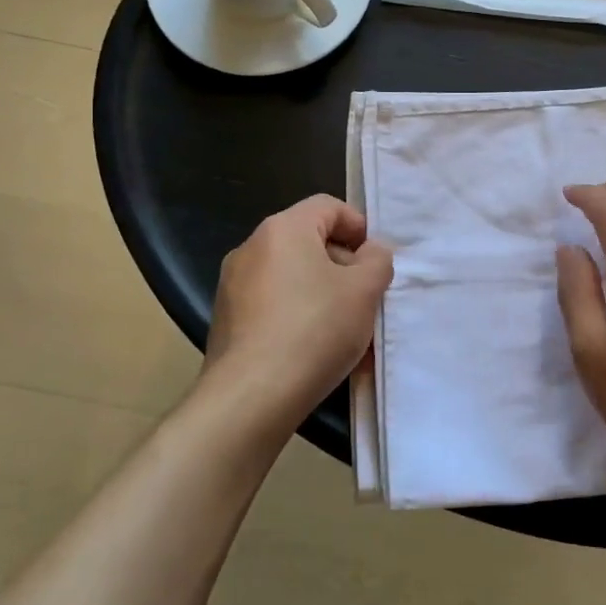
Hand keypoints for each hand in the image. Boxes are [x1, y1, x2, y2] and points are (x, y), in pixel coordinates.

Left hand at [204, 196, 392, 430]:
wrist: (250, 398)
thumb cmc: (314, 330)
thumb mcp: (364, 290)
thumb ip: (377, 260)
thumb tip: (370, 253)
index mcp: (283, 229)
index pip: (328, 206)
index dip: (359, 226)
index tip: (376, 261)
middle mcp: (251, 248)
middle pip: (310, 242)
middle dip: (344, 267)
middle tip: (368, 298)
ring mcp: (233, 286)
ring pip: (294, 278)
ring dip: (325, 296)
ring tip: (349, 332)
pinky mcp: (227, 321)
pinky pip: (275, 306)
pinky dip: (300, 318)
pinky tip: (319, 351)